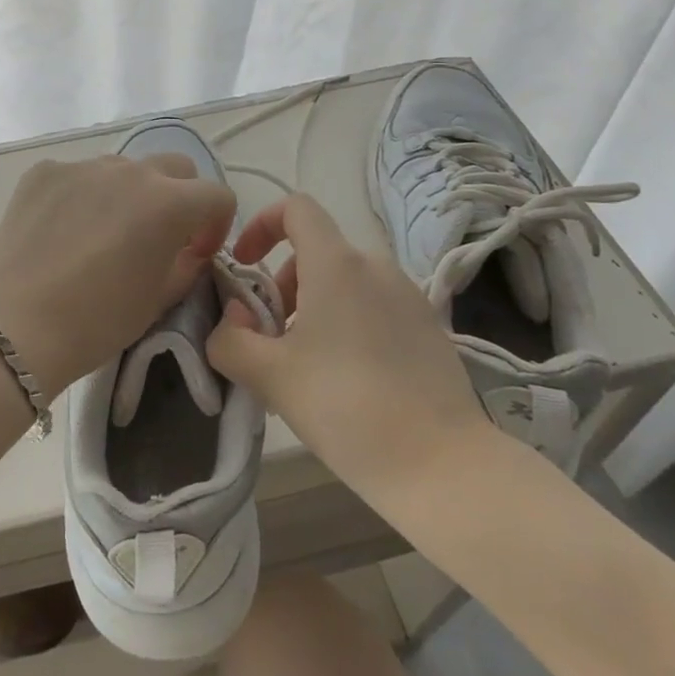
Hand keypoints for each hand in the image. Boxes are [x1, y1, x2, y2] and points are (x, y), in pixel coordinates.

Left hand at [0, 153, 236, 395]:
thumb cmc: (97, 321)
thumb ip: (186, 264)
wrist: (14, 325)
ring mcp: (83, 166)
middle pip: (175, 167)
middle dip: (179, 197)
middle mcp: (130, 170)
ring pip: (124, 168)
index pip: (217, 195)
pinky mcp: (44, 172)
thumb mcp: (158, 300)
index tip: (197, 252)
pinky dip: (83, 195)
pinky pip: (78, 175)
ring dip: (129, 193)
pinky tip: (62, 232)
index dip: (216, 225)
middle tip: (159, 236)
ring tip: (103, 234)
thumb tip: (188, 249)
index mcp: (169, 202)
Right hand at [205, 193, 504, 491]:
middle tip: (269, 338)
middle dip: (281, 285)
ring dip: (312, 309)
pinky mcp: (428, 328)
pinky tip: (344, 382)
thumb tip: (231, 319)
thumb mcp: (271, 376)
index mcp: (337, 264)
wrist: (444, 468)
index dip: (261, 224)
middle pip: (316, 252)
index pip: (296, 207)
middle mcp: (375, 267)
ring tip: (303, 367)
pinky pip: (373, 307)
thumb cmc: (347, 407)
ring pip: (344, 282)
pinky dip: (345, 324)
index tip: (244, 265)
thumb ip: (230, 339)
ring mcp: (408, 296)